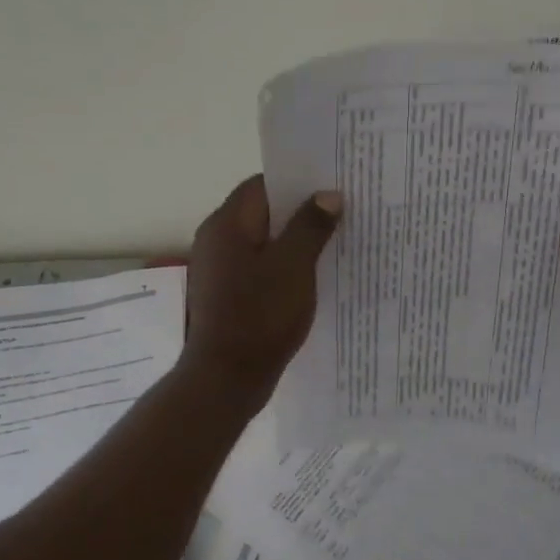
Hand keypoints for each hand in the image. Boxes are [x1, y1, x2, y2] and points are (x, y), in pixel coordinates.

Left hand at [185, 175, 341, 394]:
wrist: (226, 378)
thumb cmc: (260, 315)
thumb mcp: (294, 266)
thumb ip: (311, 226)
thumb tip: (327, 195)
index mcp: (227, 224)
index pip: (263, 184)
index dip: (297, 181)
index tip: (332, 185)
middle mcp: (217, 240)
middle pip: (263, 211)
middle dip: (301, 211)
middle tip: (342, 213)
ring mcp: (219, 269)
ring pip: (263, 241)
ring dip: (295, 241)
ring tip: (335, 243)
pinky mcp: (227, 294)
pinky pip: (259, 267)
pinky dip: (284, 266)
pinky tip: (313, 277)